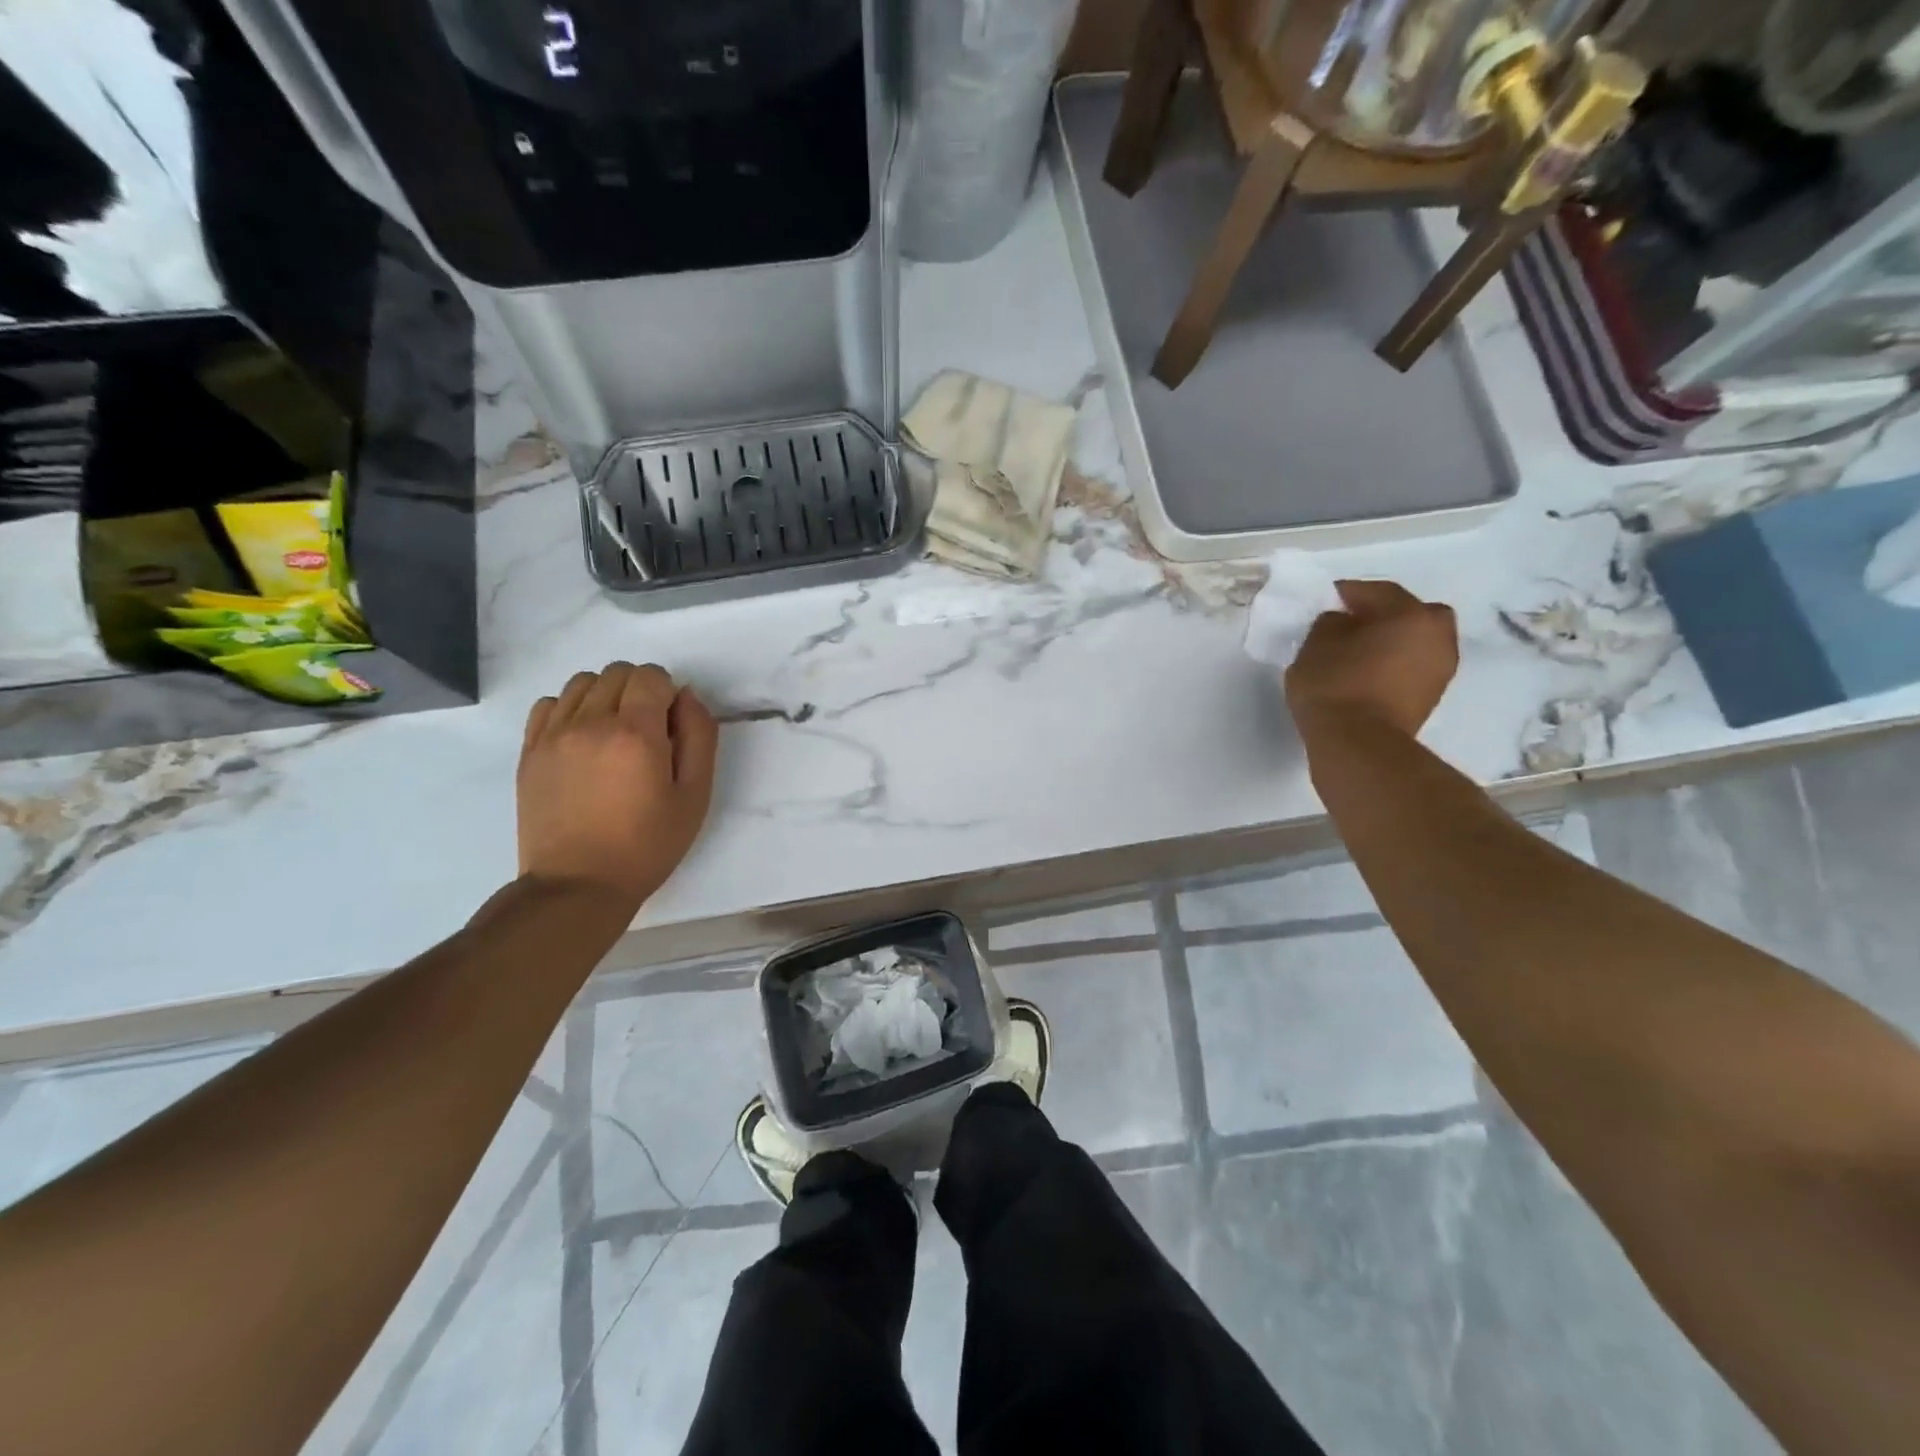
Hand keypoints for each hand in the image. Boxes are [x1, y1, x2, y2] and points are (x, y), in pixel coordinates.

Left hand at [517, 663, 717, 915]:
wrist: (579, 885)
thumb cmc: (648, 844)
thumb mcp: (695, 795)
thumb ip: (699, 736)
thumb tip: (687, 696)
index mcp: (636, 733)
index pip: (651, 675)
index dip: (668, 693)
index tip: (671, 726)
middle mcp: (590, 722)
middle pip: (617, 672)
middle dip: (639, 690)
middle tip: (647, 731)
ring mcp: (553, 735)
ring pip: (582, 682)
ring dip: (605, 695)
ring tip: (614, 733)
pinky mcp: (530, 751)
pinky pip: (549, 703)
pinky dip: (570, 709)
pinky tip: (584, 740)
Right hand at [1285, 580, 1457, 737]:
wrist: (1359, 745)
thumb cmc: (1335, 686)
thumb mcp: (1314, 646)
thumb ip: (1330, 624)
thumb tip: (1342, 622)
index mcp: (1410, 614)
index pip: (1378, 591)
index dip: (1348, 592)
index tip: (1326, 599)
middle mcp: (1436, 635)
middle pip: (1410, 613)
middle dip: (1383, 614)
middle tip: (1352, 624)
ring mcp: (1441, 668)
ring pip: (1416, 640)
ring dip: (1393, 640)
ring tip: (1359, 651)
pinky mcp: (1433, 696)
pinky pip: (1413, 665)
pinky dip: (1396, 663)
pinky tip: (1369, 673)